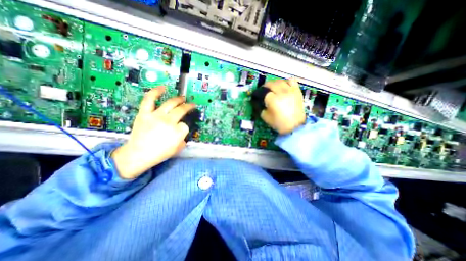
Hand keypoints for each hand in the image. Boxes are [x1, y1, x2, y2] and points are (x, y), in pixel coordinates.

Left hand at [111, 85, 194, 179]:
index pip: (185, 125)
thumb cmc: (159, 154)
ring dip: (179, 99)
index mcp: (177, 132)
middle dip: (188, 107)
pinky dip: (156, 92)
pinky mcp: (145, 113)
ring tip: (183, 98)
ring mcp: (156, 116)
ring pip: (170, 103)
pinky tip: (163, 87)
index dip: (184, 127)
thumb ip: (183, 139)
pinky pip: (150, 99)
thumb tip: (182, 132)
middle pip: (181, 110)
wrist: (138, 155)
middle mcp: (168, 121)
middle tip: (191, 105)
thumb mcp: (177, 149)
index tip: (181, 129)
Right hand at [261, 78, 305, 134]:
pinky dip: (286, 82)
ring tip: (273, 88)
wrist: (295, 126)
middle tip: (263, 91)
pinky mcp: (297, 91)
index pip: (262, 92)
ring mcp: (290, 90)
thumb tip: (256, 102)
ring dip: (274, 83)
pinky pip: (291, 81)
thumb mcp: (265, 117)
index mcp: (272, 99)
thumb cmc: (279, 123)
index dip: (257, 93)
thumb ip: (259, 108)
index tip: (256, 95)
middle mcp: (281, 92)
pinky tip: (284, 86)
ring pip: (280, 81)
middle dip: (264, 87)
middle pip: (270, 83)